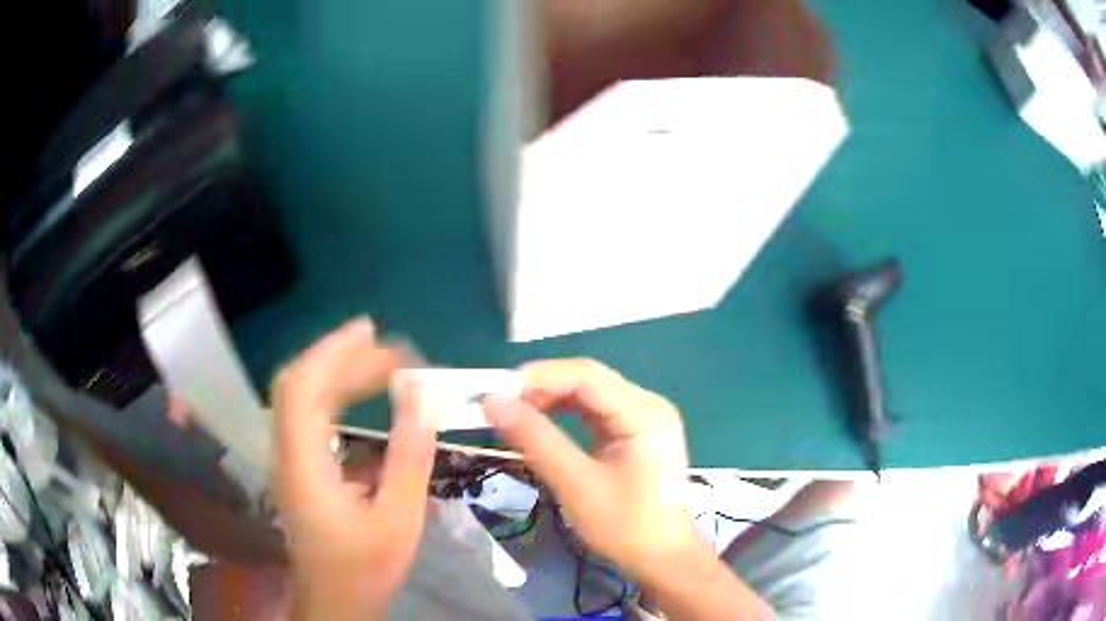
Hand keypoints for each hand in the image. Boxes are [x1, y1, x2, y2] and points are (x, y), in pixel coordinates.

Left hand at [271, 319, 434, 620]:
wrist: (334, 600)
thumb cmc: (365, 568)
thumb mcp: (398, 521)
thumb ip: (409, 459)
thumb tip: (423, 400)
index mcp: (303, 467)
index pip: (300, 390)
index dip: (330, 352)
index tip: (371, 331)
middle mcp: (286, 454)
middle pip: (299, 385)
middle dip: (341, 357)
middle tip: (389, 348)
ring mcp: (288, 459)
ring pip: (302, 397)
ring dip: (338, 372)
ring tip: (381, 361)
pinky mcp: (298, 466)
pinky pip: (310, 416)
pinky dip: (335, 395)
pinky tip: (364, 396)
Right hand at [483, 359, 696, 578]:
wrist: (662, 558)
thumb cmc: (626, 526)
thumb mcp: (577, 485)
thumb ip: (535, 440)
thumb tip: (492, 403)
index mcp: (644, 413)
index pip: (586, 375)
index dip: (538, 377)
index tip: (496, 391)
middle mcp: (647, 405)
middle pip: (588, 381)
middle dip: (541, 388)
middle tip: (500, 405)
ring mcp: (643, 419)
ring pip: (589, 395)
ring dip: (550, 401)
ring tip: (513, 415)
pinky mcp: (634, 434)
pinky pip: (594, 413)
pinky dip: (564, 416)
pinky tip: (540, 425)